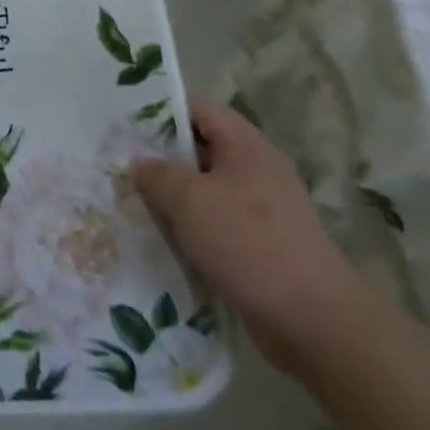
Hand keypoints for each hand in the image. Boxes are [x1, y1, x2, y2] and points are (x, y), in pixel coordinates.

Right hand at [131, 100, 366, 377]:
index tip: (121, 120)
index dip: (158, 109)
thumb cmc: (249, 244)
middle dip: (159, 155)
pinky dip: (188, 226)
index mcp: (245, 144)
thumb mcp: (190, 201)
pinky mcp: (259, 242)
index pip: (197, 108)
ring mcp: (261, 207)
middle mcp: (255, 168)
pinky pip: (214, 221)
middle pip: (199, 147)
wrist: (313, 320)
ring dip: (171, 195)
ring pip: (204, 188)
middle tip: (116, 161)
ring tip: (128, 199)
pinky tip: (159, 237)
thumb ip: (157, 173)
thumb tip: (139, 162)